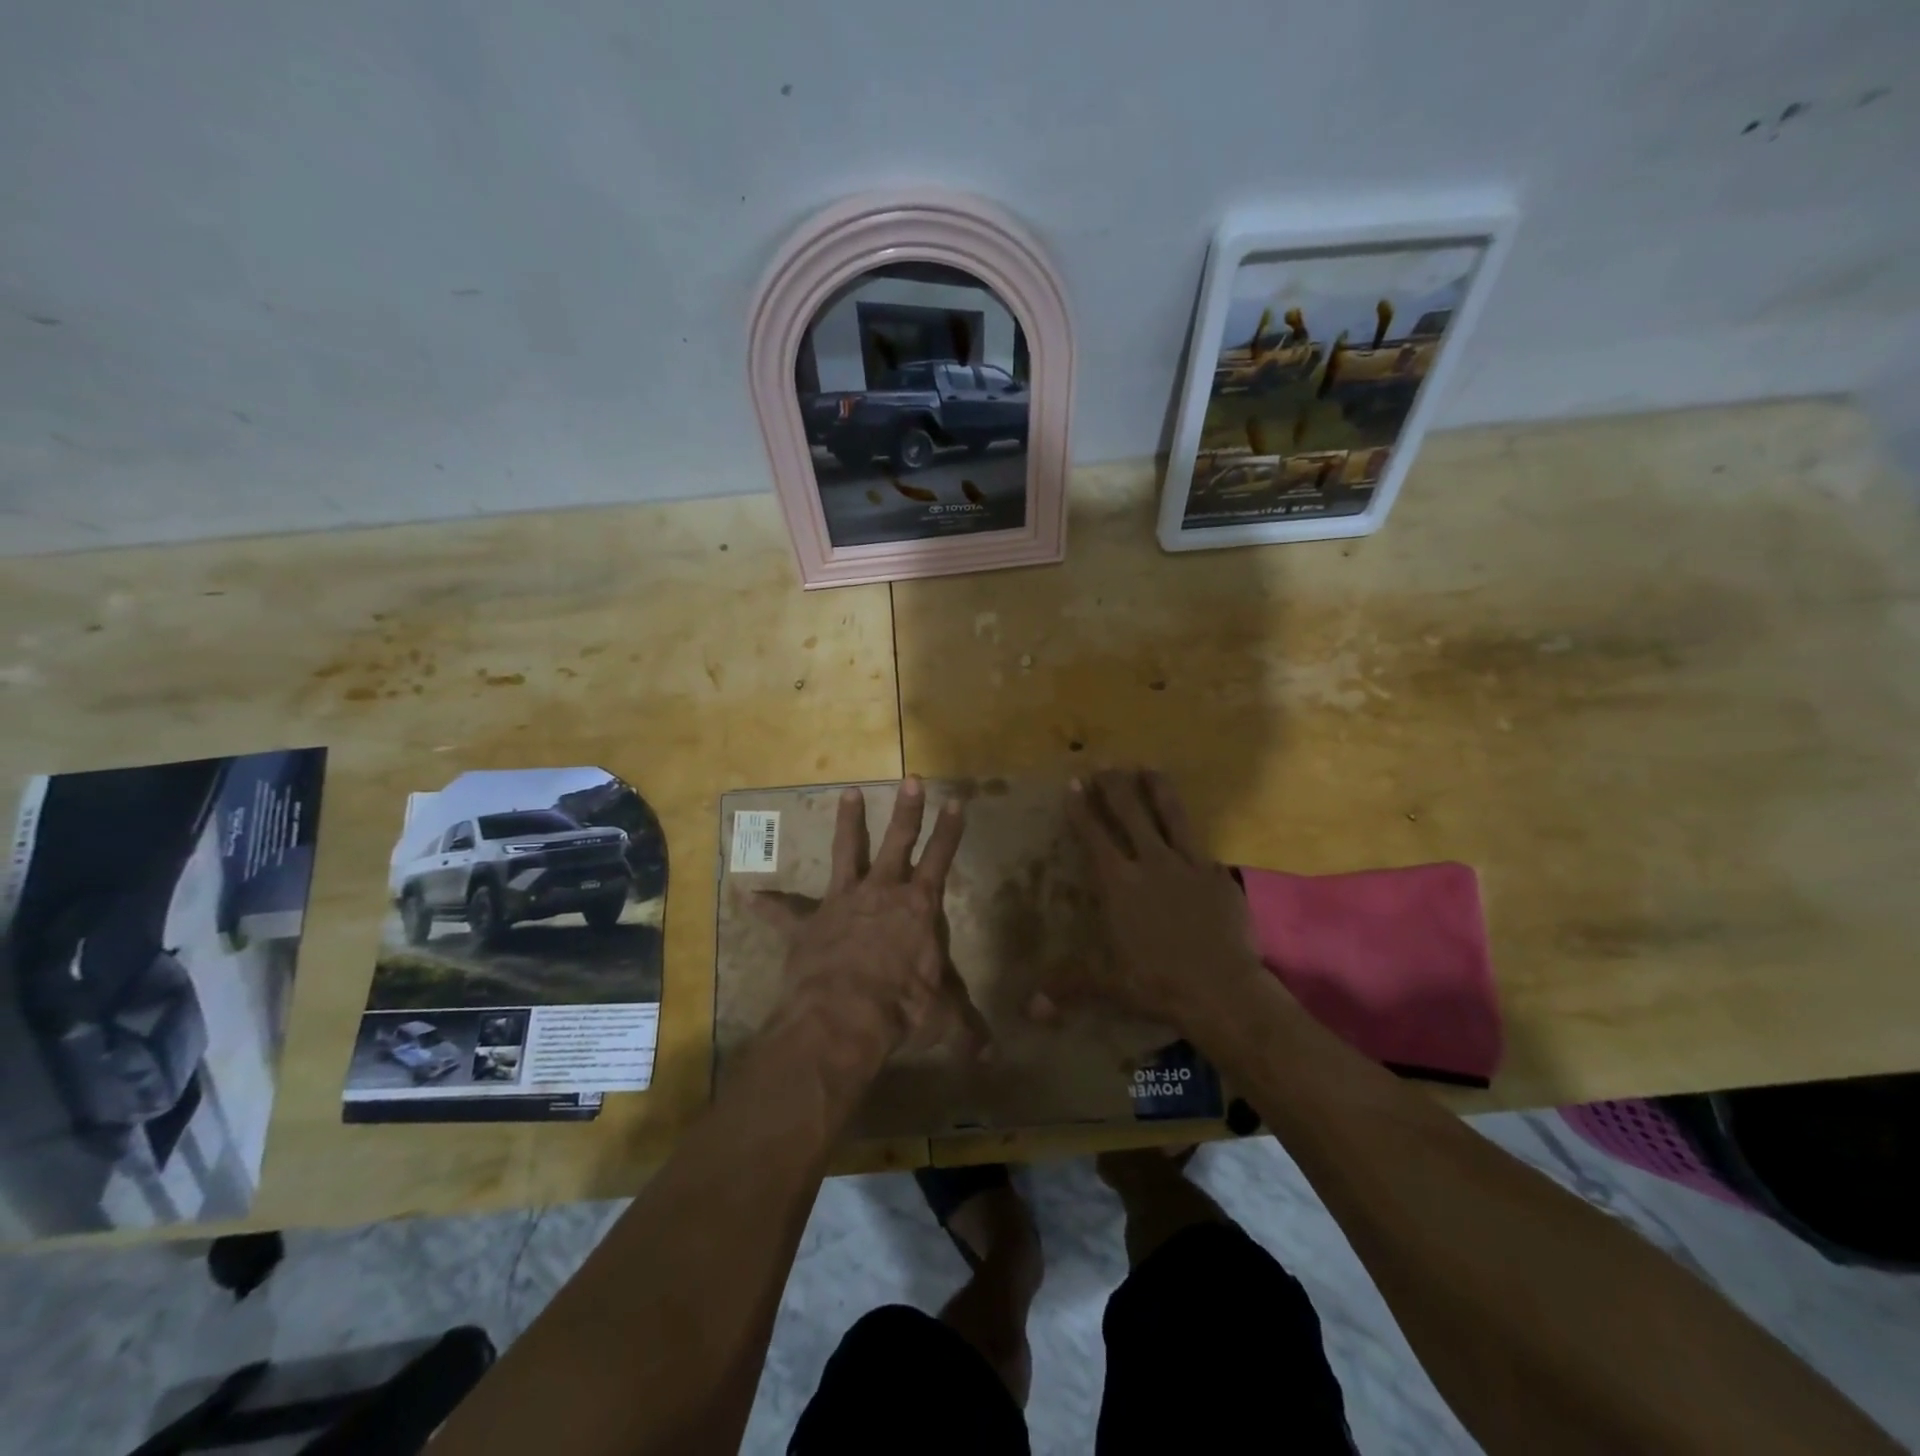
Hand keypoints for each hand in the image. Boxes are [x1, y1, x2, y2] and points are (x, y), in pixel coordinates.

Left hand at [752, 778, 987, 1061]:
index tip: (956, 801)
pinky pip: (784, 913)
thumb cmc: (901, 1010)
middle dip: (907, 811)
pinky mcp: (808, 925)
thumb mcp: (942, 1019)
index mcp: (918, 908)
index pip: (940, 859)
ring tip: (848, 791)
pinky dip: (767, 905)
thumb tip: (992, 1056)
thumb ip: (966, 1029)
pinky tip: (746, 894)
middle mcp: (881, 894)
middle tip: (911, 778)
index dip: (950, 831)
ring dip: (848, 823)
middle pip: (897, 842)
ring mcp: (842, 904)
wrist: (842, 1018)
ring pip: (846, 853)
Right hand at [1035, 770, 1266, 1031]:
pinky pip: (1201, 846)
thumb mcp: (1107, 985)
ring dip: (1158, 790)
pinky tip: (1190, 827)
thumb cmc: (1156, 983)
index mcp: (1119, 883)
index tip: (1074, 782)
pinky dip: (1191, 832)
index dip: (1082, 809)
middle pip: (1131, 813)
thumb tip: (1027, 1008)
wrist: (1220, 988)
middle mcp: (1151, 863)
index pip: (1095, 836)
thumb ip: (1068, 986)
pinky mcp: (1217, 875)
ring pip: (1171, 816)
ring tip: (1150, 768)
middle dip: (1114, 787)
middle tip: (1106, 766)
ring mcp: (1188, 865)